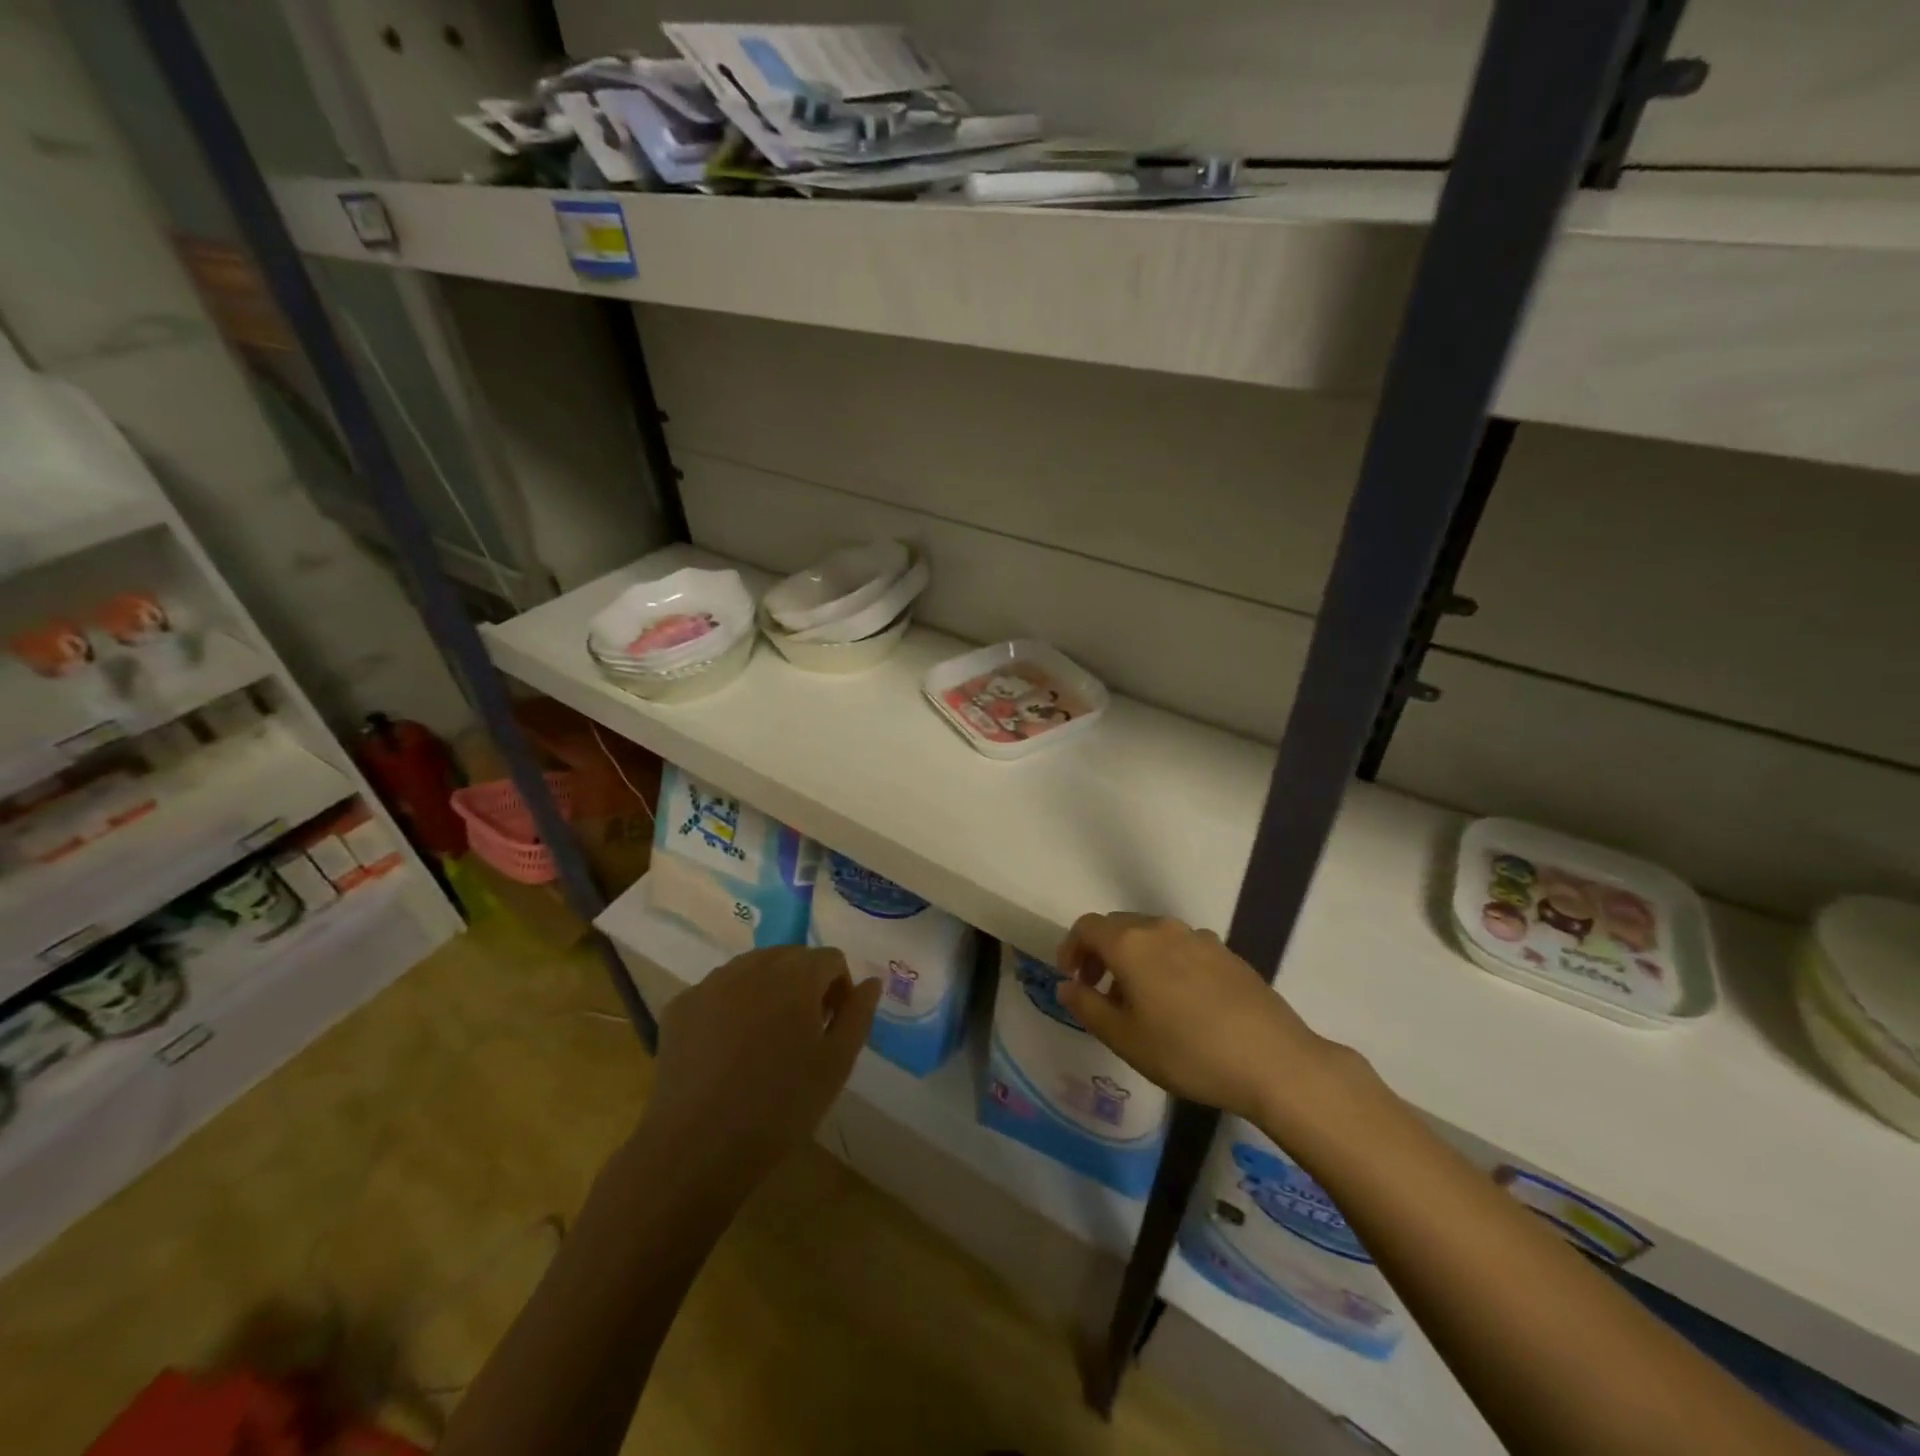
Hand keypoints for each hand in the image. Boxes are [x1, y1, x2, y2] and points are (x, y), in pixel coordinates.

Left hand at [639, 946, 881, 1195]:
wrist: (697, 1149)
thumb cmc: (780, 1108)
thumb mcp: (836, 1065)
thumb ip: (858, 1014)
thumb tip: (872, 982)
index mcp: (796, 976)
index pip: (831, 958)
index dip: (840, 989)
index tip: (832, 1027)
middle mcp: (753, 966)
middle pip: (791, 957)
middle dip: (804, 984)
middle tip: (802, 1034)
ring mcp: (711, 982)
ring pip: (753, 969)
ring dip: (768, 990)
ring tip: (764, 1041)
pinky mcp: (681, 1005)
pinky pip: (718, 991)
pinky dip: (731, 1006)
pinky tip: (728, 1050)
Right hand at [1055, 912, 1342, 1125]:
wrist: (1273, 1060)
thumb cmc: (1187, 1052)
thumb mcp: (1125, 1038)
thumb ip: (1088, 1007)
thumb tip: (1067, 986)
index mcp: (1130, 944)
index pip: (1087, 927)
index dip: (1071, 948)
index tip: (1072, 980)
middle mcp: (1161, 929)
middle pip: (1118, 926)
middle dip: (1101, 953)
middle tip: (1100, 991)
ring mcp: (1198, 937)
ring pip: (1152, 936)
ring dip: (1134, 958)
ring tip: (1140, 1001)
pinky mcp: (1226, 952)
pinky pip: (1181, 947)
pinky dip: (1165, 963)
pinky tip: (1180, 1003)